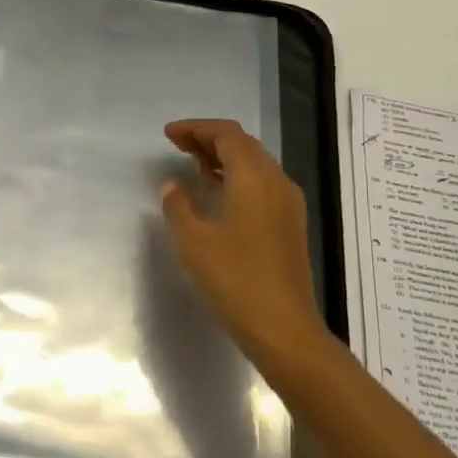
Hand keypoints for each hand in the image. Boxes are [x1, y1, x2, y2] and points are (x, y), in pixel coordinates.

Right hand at [160, 118, 325, 366]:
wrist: (284, 329)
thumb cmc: (235, 281)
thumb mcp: (194, 242)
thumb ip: (179, 207)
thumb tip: (173, 186)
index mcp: (254, 179)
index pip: (227, 135)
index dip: (196, 128)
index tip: (168, 134)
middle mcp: (277, 183)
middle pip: (244, 145)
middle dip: (210, 139)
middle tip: (178, 146)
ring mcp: (287, 204)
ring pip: (255, 164)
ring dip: (224, 158)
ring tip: (193, 164)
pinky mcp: (289, 225)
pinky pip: (262, 184)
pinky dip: (237, 177)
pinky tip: (218, 194)